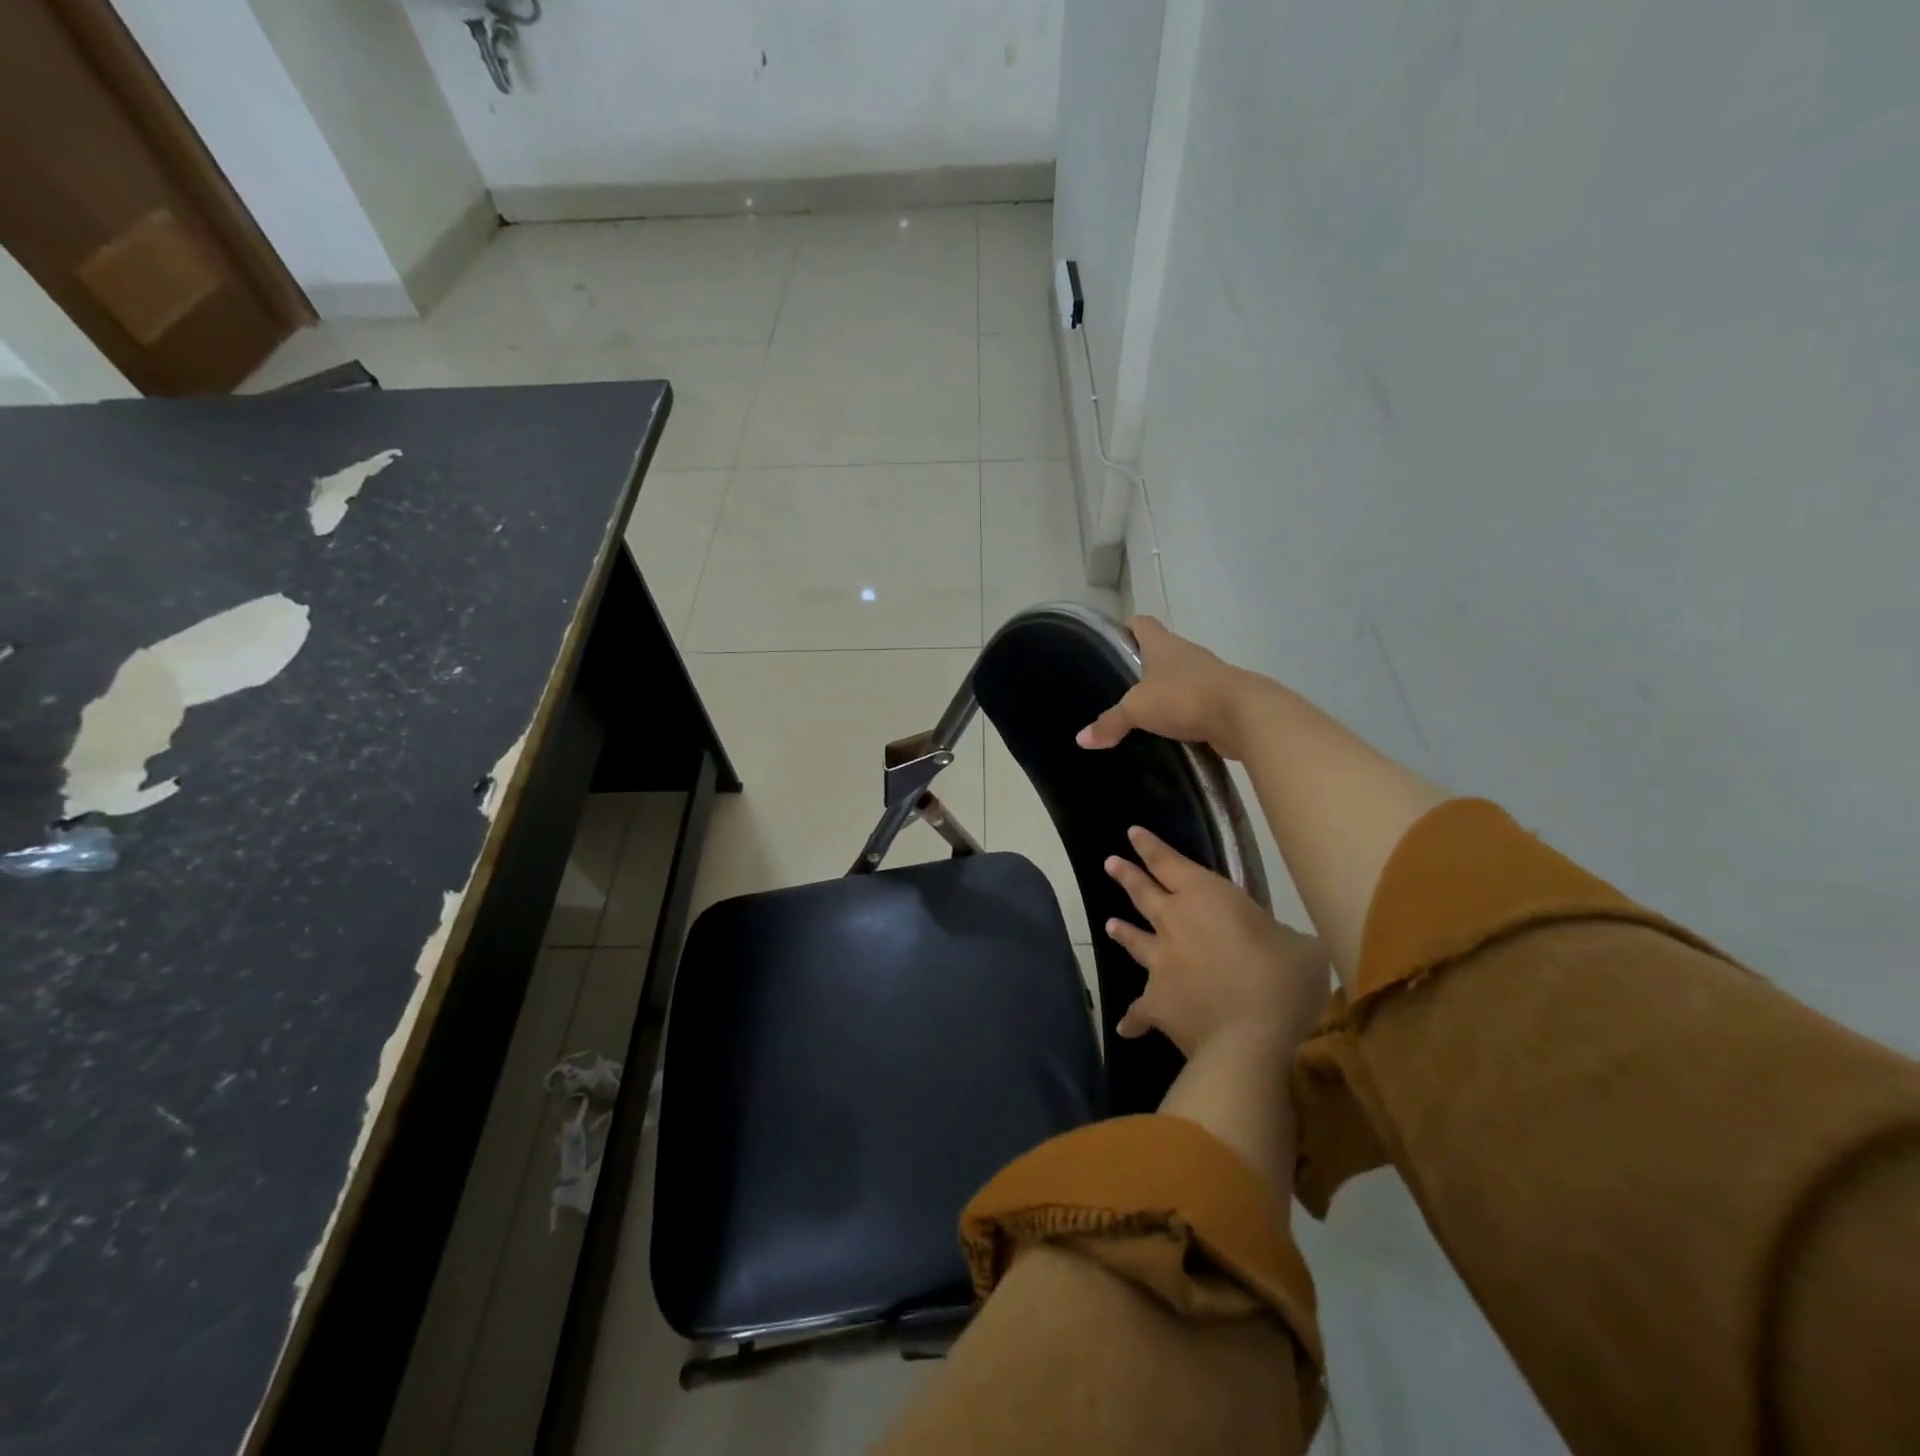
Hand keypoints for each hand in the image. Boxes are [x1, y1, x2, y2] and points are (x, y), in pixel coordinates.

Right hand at [1077, 616, 1268, 758]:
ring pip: (1180, 678)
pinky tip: (1170, 730)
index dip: (1126, 629)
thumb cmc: (1184, 697)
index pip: (1141, 624)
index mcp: (1163, 645)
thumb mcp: (1137, 710)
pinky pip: (1196, 702)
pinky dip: (1184, 713)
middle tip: (1121, 686)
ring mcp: (1208, 676)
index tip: (1113, 643)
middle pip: (1161, 651)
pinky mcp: (1222, 700)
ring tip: (1144, 712)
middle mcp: (1187, 654)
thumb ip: (1110, 722)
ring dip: (1166, 691)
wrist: (1243, 716)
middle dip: (1143, 666)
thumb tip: (1081, 739)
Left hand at [1103, 825, 1330, 1056]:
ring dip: (1123, 932)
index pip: (1169, 862)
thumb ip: (1282, 938)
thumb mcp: (1301, 948)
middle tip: (1110, 864)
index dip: (1150, 847)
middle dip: (1127, 876)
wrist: (1250, 1039)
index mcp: (1206, 897)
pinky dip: (1133, 1019)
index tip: (1132, 833)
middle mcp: (1174, 922)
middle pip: (1144, 894)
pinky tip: (1125, 1027)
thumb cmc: (1283, 981)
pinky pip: (1140, 1010)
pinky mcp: (1157, 1003)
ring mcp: (1161, 963)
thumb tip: (1281, 946)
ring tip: (1109, 925)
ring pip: (1135, 941)